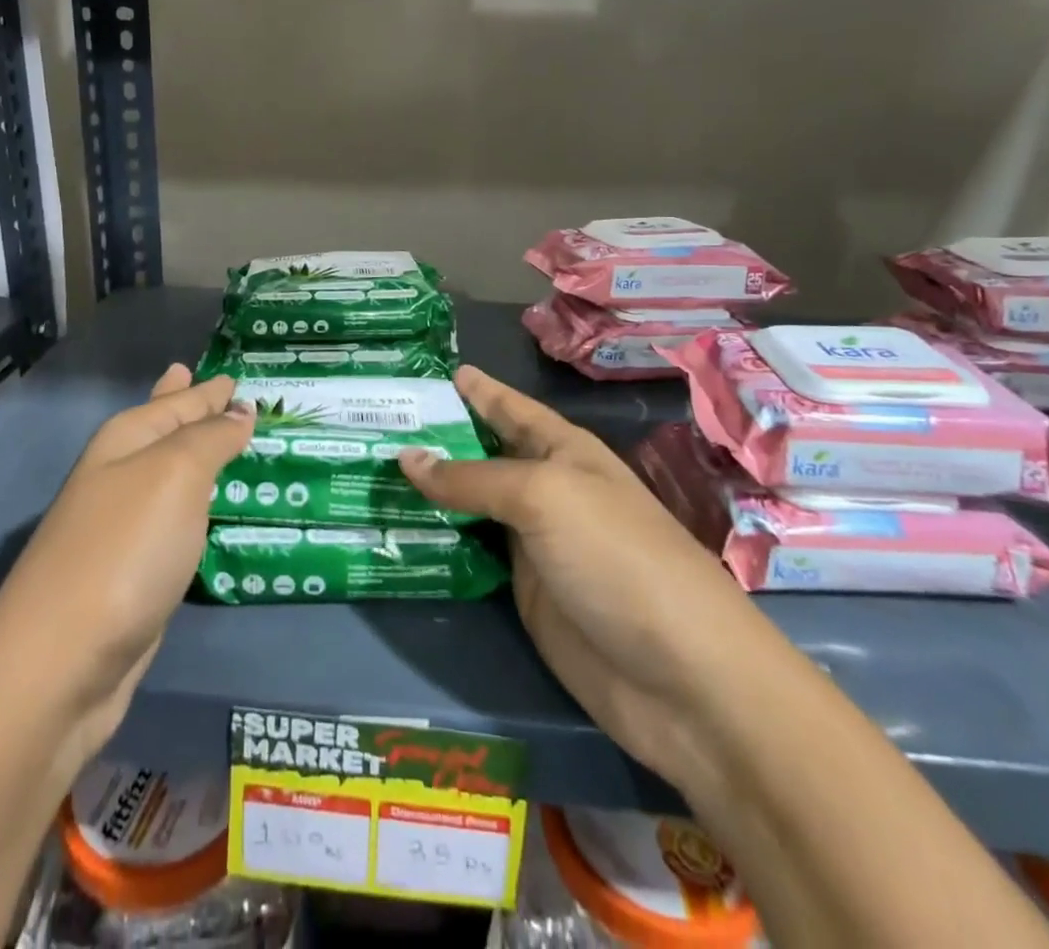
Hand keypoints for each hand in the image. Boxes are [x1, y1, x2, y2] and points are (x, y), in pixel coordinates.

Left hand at [0, 364, 253, 763]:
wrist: (60, 666)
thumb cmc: (124, 550)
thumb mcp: (176, 474)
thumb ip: (211, 438)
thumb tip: (239, 410)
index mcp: (126, 441)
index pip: (178, 401)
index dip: (209, 389)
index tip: (237, 373)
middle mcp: (120, 476)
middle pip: (165, 431)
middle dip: (192, 410)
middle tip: (222, 386)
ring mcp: (123, 527)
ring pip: (173, 478)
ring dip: (200, 459)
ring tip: (229, 441)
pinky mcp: (134, 573)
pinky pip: (178, 522)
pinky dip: (198, 508)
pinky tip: (211, 509)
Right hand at [399, 366, 772, 787]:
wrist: (679, 678)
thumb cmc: (616, 557)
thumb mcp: (543, 497)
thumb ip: (471, 478)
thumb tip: (406, 457)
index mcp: (564, 451)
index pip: (509, 408)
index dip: (475, 389)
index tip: (429, 371)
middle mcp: (546, 490)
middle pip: (483, 454)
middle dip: (436, 437)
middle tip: (374, 421)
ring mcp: (533, 542)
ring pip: (470, 504)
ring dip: (428, 490)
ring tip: (370, 469)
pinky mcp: (522, 592)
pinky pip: (470, 553)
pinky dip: (436, 539)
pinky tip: (394, 528)